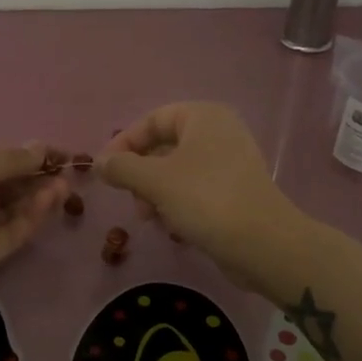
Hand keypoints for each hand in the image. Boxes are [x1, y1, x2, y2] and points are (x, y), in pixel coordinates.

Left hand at [0, 143, 68, 294]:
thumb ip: (13, 160)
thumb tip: (42, 148)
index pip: (2, 164)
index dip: (31, 159)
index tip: (61, 156)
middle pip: (11, 190)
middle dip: (38, 180)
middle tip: (66, 174)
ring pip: (14, 213)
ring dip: (39, 199)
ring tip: (62, 187)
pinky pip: (11, 235)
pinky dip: (30, 219)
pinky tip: (46, 202)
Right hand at [97, 103, 304, 288]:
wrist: (262, 243)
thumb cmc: (206, 200)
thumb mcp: (156, 181)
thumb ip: (123, 168)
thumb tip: (99, 163)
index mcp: (203, 117)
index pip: (152, 120)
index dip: (124, 143)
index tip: (104, 171)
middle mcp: (219, 132)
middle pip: (164, 146)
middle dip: (140, 173)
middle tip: (130, 199)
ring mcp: (230, 162)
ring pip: (178, 171)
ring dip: (156, 193)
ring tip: (150, 218)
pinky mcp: (235, 191)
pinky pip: (196, 190)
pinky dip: (178, 203)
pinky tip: (172, 226)